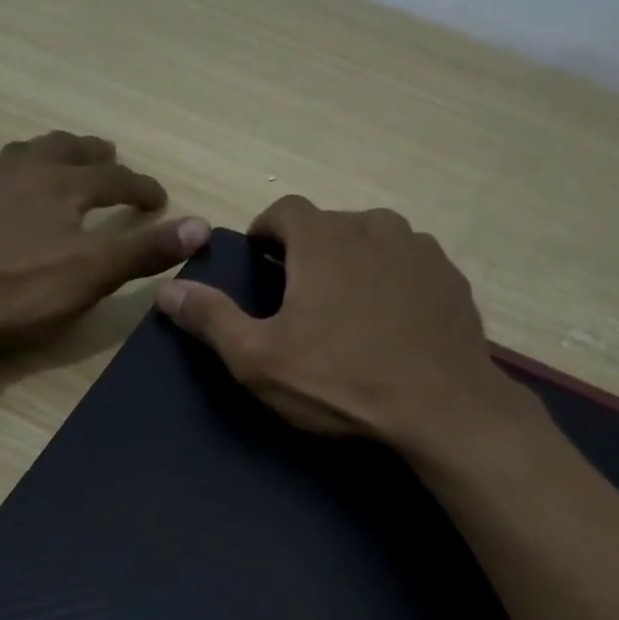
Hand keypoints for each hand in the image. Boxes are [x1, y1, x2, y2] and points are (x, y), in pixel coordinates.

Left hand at [0, 131, 208, 353]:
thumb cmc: (20, 294)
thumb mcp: (93, 276)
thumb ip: (145, 251)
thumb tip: (201, 225)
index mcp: (63, 188)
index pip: (114, 180)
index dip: (141, 188)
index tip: (160, 198)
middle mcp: (23, 173)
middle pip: (65, 152)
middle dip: (93, 155)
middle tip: (109, 155)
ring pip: (20, 153)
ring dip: (45, 150)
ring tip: (57, 153)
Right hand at [155, 195, 520, 448]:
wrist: (441, 409)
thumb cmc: (340, 381)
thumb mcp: (258, 359)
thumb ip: (211, 319)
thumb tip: (167, 291)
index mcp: (323, 239)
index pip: (284, 210)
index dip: (266, 231)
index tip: (258, 261)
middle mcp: (375, 227)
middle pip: (330, 226)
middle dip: (309, 252)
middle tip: (299, 298)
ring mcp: (421, 250)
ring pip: (374, 242)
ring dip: (353, 264)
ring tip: (346, 311)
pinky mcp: (451, 279)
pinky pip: (410, 268)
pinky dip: (393, 283)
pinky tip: (391, 324)